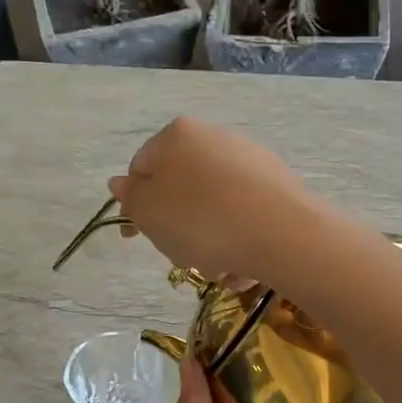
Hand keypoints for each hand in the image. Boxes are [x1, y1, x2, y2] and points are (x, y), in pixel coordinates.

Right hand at [108, 118, 318, 283]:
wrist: (281, 233)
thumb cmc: (200, 219)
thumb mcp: (148, 212)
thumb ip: (130, 197)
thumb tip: (121, 182)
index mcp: (178, 135)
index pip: (142, 168)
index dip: (135, 205)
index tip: (135, 237)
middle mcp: (216, 138)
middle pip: (182, 191)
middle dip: (178, 229)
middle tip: (182, 256)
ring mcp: (251, 161)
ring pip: (214, 210)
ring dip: (209, 244)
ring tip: (219, 267)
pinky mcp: (279, 187)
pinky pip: (245, 218)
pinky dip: (239, 242)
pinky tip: (244, 265)